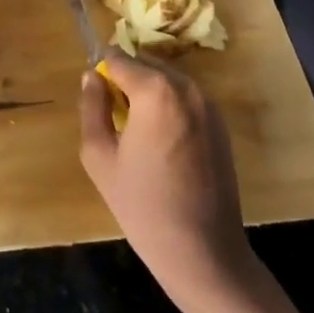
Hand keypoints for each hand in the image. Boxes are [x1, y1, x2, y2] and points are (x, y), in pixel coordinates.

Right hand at [79, 48, 256, 312]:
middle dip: (127, 80)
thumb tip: (91, 77)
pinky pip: (186, 99)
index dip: (102, 74)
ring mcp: (209, 105)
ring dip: (149, 93)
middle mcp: (187, 87)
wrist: (204, 254)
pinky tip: (162, 145)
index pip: (119, 58)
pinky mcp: (221, 125)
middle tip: (115, 118)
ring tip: (138, 133)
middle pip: (146, 64)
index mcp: (155, 90)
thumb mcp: (99, 157)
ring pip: (167, 80)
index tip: (97, 100)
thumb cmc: (144, 206)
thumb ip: (92, 107)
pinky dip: (170, 107)